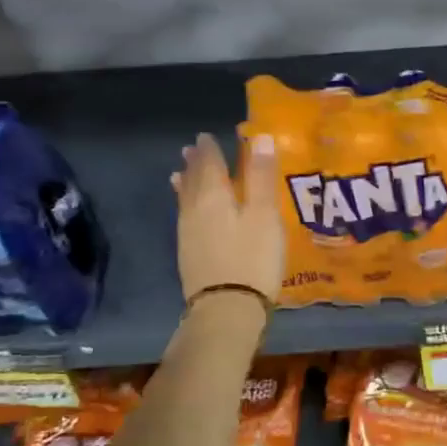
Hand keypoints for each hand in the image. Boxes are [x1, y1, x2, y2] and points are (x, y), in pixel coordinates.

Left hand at [173, 132, 283, 306]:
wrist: (226, 309)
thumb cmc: (252, 259)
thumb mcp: (265, 216)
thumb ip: (261, 177)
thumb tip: (260, 137)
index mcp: (214, 196)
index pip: (210, 164)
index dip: (210, 149)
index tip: (207, 136)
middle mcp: (195, 210)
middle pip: (194, 180)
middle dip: (195, 163)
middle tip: (192, 148)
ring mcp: (188, 234)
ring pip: (185, 199)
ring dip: (186, 183)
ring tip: (181, 173)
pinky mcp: (189, 255)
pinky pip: (185, 217)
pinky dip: (186, 205)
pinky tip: (188, 212)